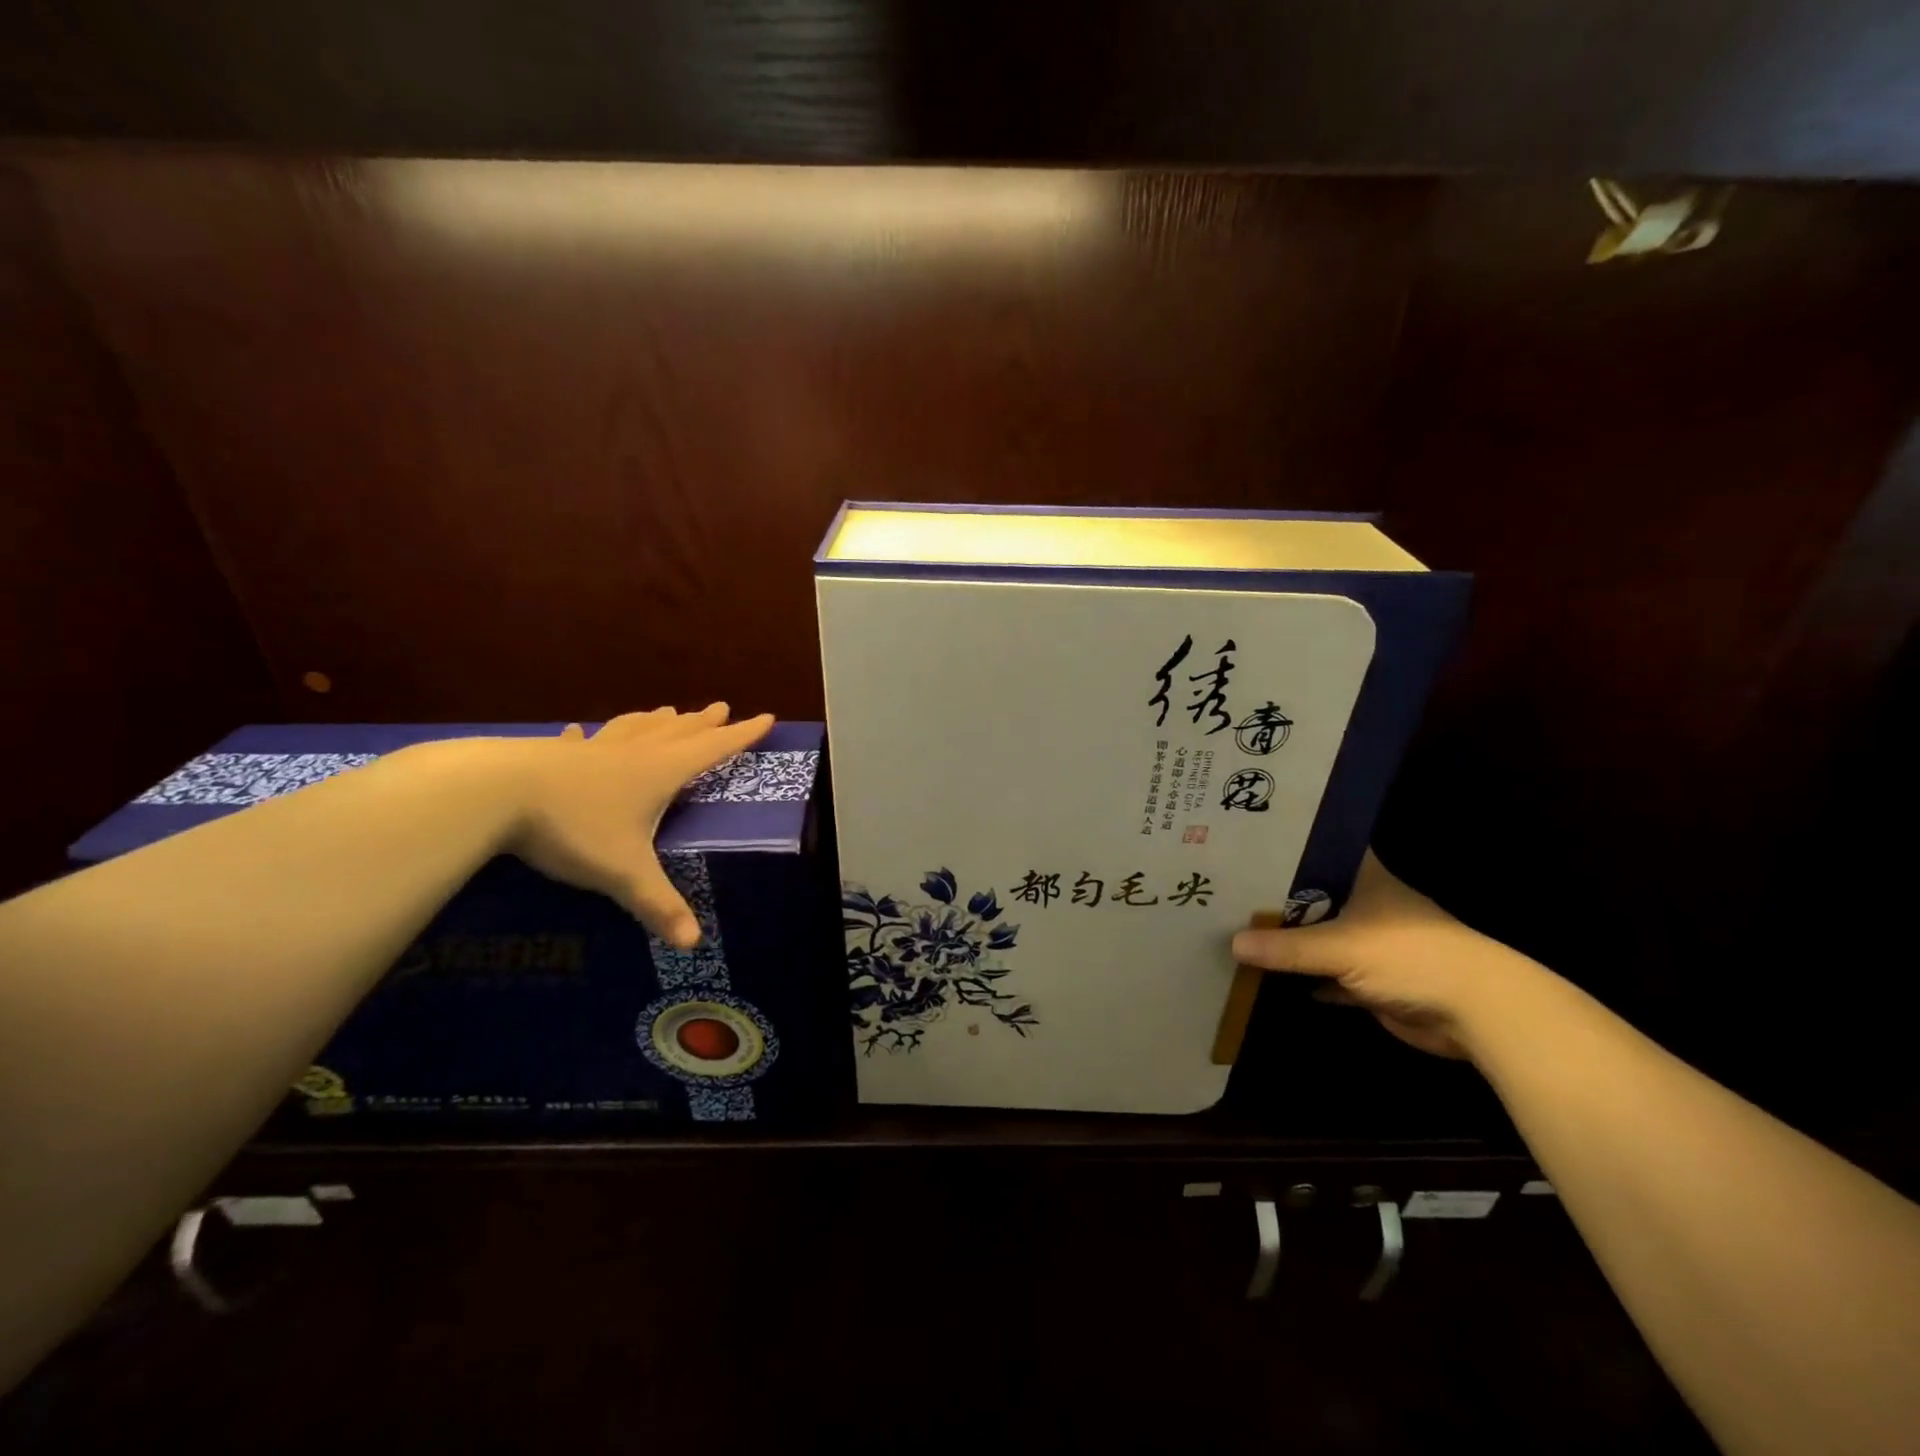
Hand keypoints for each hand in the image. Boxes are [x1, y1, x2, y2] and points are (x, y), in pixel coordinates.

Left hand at [507, 705, 773, 948]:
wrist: (494, 792)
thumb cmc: (573, 826)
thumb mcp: (623, 871)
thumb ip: (658, 904)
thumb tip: (693, 944)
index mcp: (659, 772)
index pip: (712, 749)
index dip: (742, 735)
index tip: (767, 716)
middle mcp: (633, 754)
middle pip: (678, 732)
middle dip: (704, 722)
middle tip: (722, 707)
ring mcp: (592, 750)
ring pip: (635, 729)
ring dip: (657, 721)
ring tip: (670, 711)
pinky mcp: (554, 755)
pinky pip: (583, 741)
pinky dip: (590, 735)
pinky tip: (580, 731)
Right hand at [1231, 852, 1539, 1058]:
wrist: (1477, 1012)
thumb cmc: (1411, 955)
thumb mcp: (1341, 946)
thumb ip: (1286, 947)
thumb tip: (1232, 944)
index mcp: (1362, 876)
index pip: (1316, 849)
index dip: (1282, 845)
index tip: (1241, 842)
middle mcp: (1362, 902)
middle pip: (1308, 894)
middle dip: (1271, 896)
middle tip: (1220, 886)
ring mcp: (1366, 942)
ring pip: (1314, 936)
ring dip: (1284, 939)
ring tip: (1230, 926)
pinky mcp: (1368, 979)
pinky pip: (1323, 974)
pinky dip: (1300, 976)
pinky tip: (1262, 972)